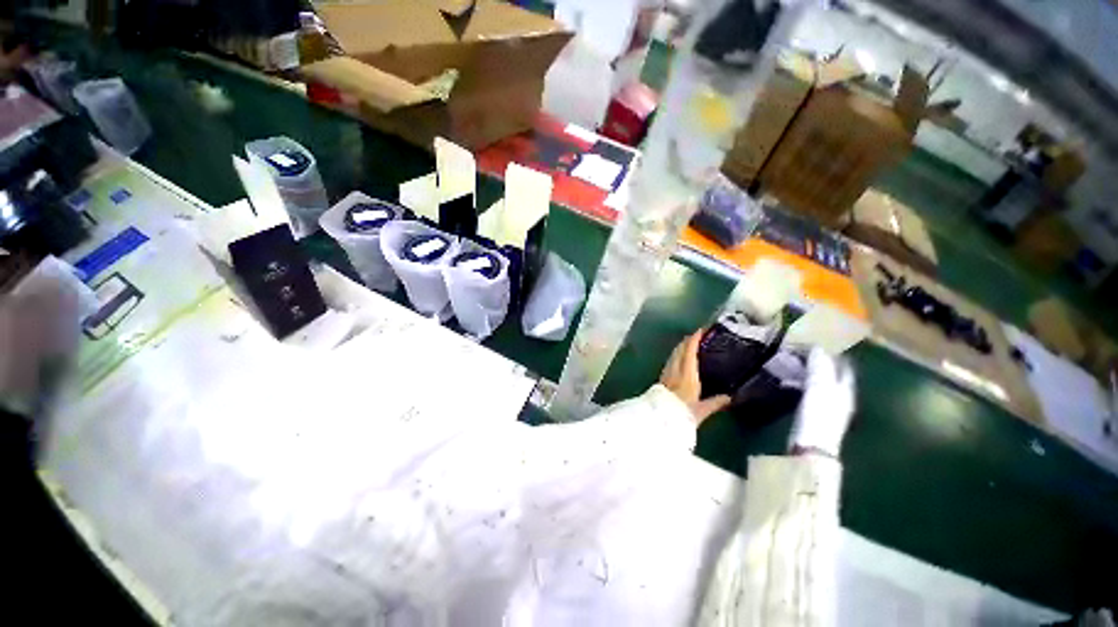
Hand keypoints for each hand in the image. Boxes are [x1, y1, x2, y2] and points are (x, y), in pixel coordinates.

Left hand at [660, 330, 731, 424]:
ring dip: (681, 347)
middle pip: (680, 349)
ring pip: (674, 354)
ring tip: (691, 345)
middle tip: (699, 336)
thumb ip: (716, 402)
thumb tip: (730, 397)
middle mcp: (675, 369)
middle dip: (688, 340)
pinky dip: (677, 355)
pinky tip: (680, 360)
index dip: (695, 338)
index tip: (702, 330)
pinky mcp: (662, 378)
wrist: (659, 420)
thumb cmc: (682, 413)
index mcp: (687, 374)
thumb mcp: (702, 410)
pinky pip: (670, 361)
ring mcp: (666, 373)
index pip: (689, 350)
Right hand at [789, 348, 855, 457]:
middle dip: (813, 359)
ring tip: (786, 364)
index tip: (808, 342)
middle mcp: (840, 394)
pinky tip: (786, 381)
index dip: (828, 351)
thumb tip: (817, 346)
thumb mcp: (819, 387)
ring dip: (804, 370)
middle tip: (793, 351)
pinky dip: (799, 381)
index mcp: (845, 387)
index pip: (841, 363)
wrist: (812, 447)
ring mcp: (828, 404)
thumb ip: (820, 366)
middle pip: (829, 371)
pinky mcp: (815, 411)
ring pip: (818, 379)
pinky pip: (808, 389)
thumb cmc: (818, 416)